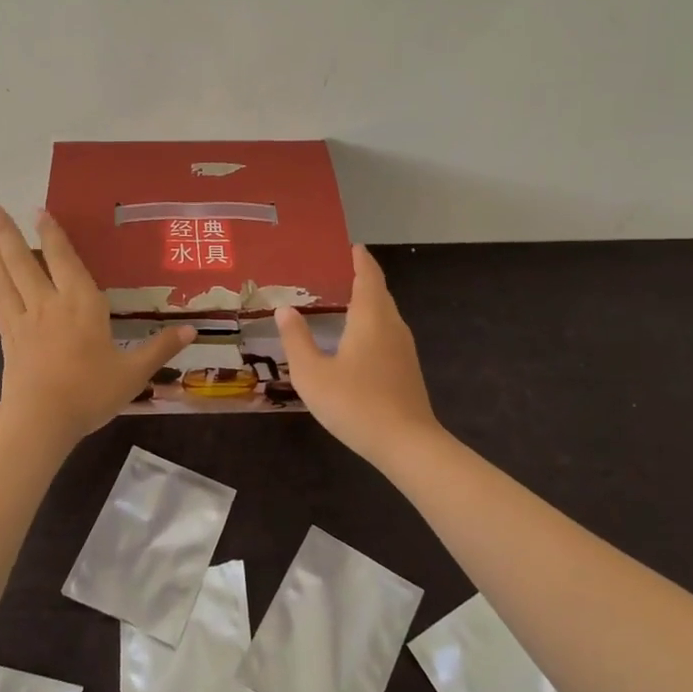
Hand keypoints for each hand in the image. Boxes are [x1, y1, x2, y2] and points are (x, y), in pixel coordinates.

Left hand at [0, 204, 195, 442]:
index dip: (51, 233)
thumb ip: (160, 348)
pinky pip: (1, 311)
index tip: (38, 210)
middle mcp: (48, 304)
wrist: (40, 421)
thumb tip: (192, 330)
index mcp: (81, 303)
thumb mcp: (133, 372)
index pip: (63, 259)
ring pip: (5, 280)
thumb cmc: (90, 392)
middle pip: (24, 262)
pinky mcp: (9, 342)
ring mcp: (24, 322)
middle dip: (8, 233)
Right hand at [275, 246, 440, 465]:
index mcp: (371, 317)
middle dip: (361, 278)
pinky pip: (387, 332)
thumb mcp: (313, 374)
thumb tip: (285, 309)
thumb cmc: (356, 403)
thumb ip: (297, 340)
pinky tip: (355, 339)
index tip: (350, 246)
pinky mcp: (407, 369)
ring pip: (385, 314)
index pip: (368, 276)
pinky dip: (371, 323)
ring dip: (367, 302)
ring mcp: (404, 348)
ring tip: (341, 301)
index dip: (360, 259)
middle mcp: (392, 325)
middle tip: (335, 272)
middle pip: (379, 292)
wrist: (407, 444)